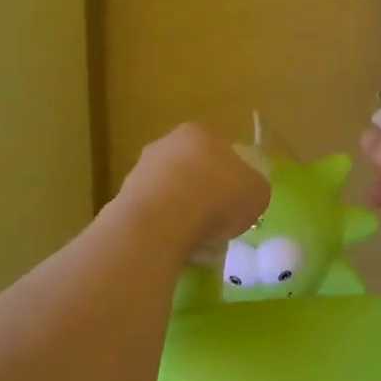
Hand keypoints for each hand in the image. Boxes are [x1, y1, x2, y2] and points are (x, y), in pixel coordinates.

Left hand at [118, 123, 270, 252]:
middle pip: (192, 170)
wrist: (161, 223)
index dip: (231, 177)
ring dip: (182, 213)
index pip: (219, 151)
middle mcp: (165, 144)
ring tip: (196, 241)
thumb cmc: (217, 197)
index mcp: (199, 133)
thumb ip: (253, 189)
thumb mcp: (257, 193)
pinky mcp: (123, 200)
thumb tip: (246, 194)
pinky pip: (153, 215)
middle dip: (203, 194)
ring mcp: (140, 171)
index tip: (236, 202)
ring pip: (170, 193)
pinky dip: (164, 229)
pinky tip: (174, 247)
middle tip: (217, 223)